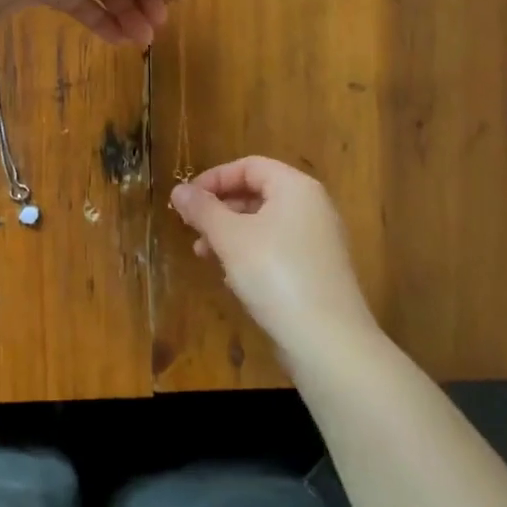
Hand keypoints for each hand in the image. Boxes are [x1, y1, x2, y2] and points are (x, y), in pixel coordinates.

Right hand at [169, 157, 381, 360]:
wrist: (327, 341)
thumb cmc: (275, 274)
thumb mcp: (230, 237)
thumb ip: (203, 209)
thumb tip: (178, 189)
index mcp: (296, 188)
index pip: (249, 166)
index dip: (214, 178)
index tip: (187, 200)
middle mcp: (312, 207)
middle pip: (258, 193)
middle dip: (220, 209)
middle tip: (192, 229)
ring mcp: (319, 241)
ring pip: (265, 224)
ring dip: (230, 234)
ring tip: (204, 255)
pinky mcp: (318, 271)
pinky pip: (278, 249)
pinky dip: (251, 254)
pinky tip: (232, 278)